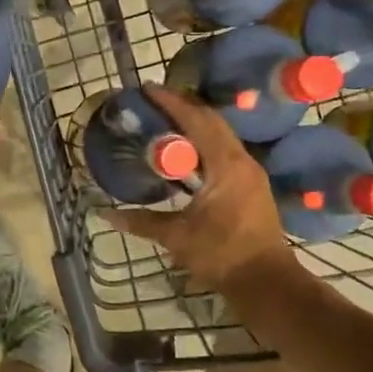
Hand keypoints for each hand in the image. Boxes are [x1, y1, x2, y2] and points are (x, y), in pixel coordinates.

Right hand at [106, 84, 296, 292]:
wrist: (266, 282)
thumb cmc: (222, 255)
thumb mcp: (177, 238)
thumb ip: (142, 222)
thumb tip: (107, 215)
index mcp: (226, 165)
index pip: (197, 121)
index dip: (172, 103)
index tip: (148, 89)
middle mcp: (242, 160)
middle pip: (212, 121)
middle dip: (183, 107)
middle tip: (154, 101)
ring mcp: (250, 172)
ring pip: (221, 135)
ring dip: (196, 123)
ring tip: (166, 119)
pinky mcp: (251, 185)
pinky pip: (226, 150)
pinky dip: (205, 141)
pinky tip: (186, 150)